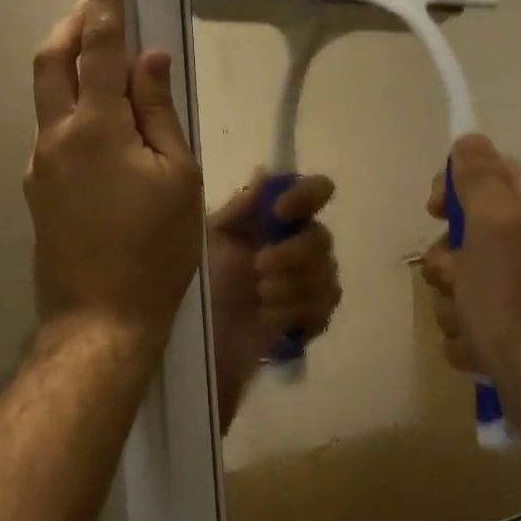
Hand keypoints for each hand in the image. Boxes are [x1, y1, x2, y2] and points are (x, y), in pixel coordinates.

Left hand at [25, 0, 203, 347]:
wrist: (101, 318)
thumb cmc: (155, 248)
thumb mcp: (177, 176)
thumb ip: (160, 112)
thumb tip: (151, 60)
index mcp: (96, 127)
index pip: (98, 47)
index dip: (104, 2)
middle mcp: (56, 136)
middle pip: (52, 59)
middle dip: (72, 22)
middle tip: (96, 4)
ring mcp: (40, 165)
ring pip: (47, 95)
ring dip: (69, 64)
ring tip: (103, 61)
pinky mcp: (38, 190)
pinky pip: (53, 131)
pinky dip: (73, 108)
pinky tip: (102, 127)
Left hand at [207, 173, 342, 394]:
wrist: (192, 346)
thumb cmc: (196, 286)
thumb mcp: (209, 241)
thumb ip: (240, 210)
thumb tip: (266, 174)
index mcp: (272, 223)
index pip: (314, 193)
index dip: (307, 196)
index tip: (281, 212)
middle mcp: (295, 248)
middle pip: (322, 238)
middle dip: (294, 253)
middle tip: (260, 267)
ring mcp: (305, 285)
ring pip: (328, 274)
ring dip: (292, 286)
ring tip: (260, 297)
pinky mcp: (307, 320)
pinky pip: (324, 307)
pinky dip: (297, 311)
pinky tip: (270, 318)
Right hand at [419, 134, 520, 401]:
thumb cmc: (516, 297)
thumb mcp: (494, 223)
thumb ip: (479, 176)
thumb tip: (468, 139)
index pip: (485, 170)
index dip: (454, 188)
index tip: (436, 211)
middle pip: (463, 230)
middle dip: (447, 259)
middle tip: (457, 277)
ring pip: (458, 277)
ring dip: (451, 300)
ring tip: (470, 320)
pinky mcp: (510, 325)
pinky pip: (465, 315)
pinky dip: (465, 332)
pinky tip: (479, 345)